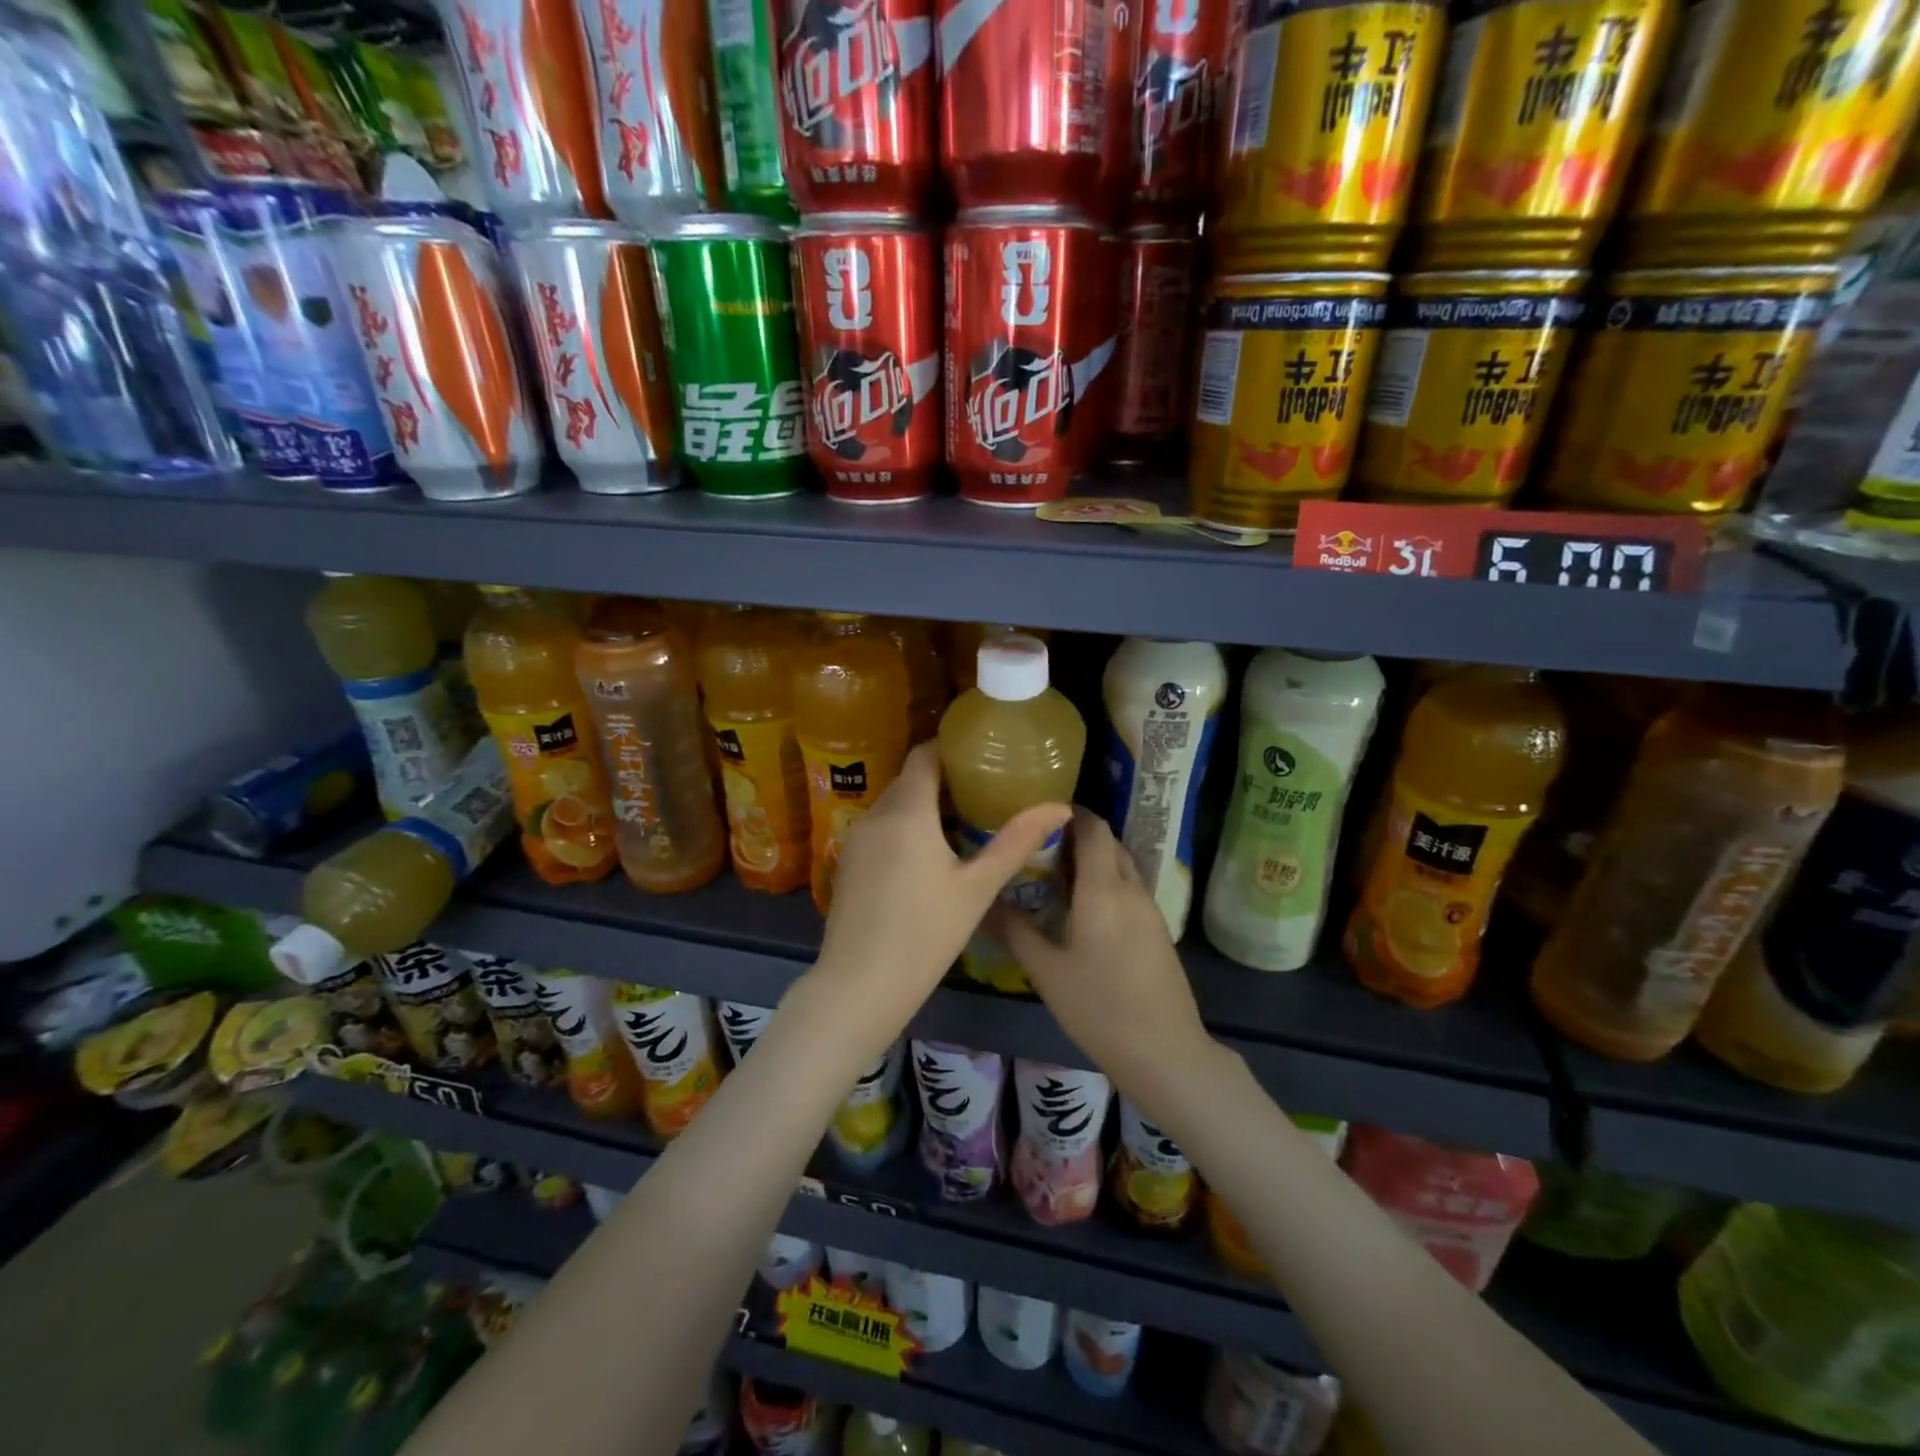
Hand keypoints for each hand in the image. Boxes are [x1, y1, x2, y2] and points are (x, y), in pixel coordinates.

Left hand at [806, 742, 1071, 1057]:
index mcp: (907, 812)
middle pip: (909, 779)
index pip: (924, 755)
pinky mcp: (847, 863)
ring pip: (893, 805)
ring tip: (963, 820)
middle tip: (983, 789)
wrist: (859, 986)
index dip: (950, 747)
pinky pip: (880, 828)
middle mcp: (875, 815)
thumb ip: (1016, 842)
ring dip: (923, 805)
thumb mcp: (977, 888)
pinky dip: (904, 827)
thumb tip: (1060, 807)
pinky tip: (927, 855)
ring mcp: (855, 840)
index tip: (981, 754)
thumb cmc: (925, 934)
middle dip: (943, 778)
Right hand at [998, 809, 1214, 1092]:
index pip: (1093, 828)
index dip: (1070, 812)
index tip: (1038, 812)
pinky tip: (1082, 907)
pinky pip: (1129, 888)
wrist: (1165, 1051)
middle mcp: (1130, 889)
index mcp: (1103, 889)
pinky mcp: (1157, 929)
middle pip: (1108, 842)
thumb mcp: (1047, 971)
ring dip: (1093, 859)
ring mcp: (1149, 909)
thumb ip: (1016, 931)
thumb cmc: (1099, 1008)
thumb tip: (984, 902)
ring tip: (1055, 873)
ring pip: (1121, 866)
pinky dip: (1106, 882)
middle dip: (1077, 835)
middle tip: (1038, 844)